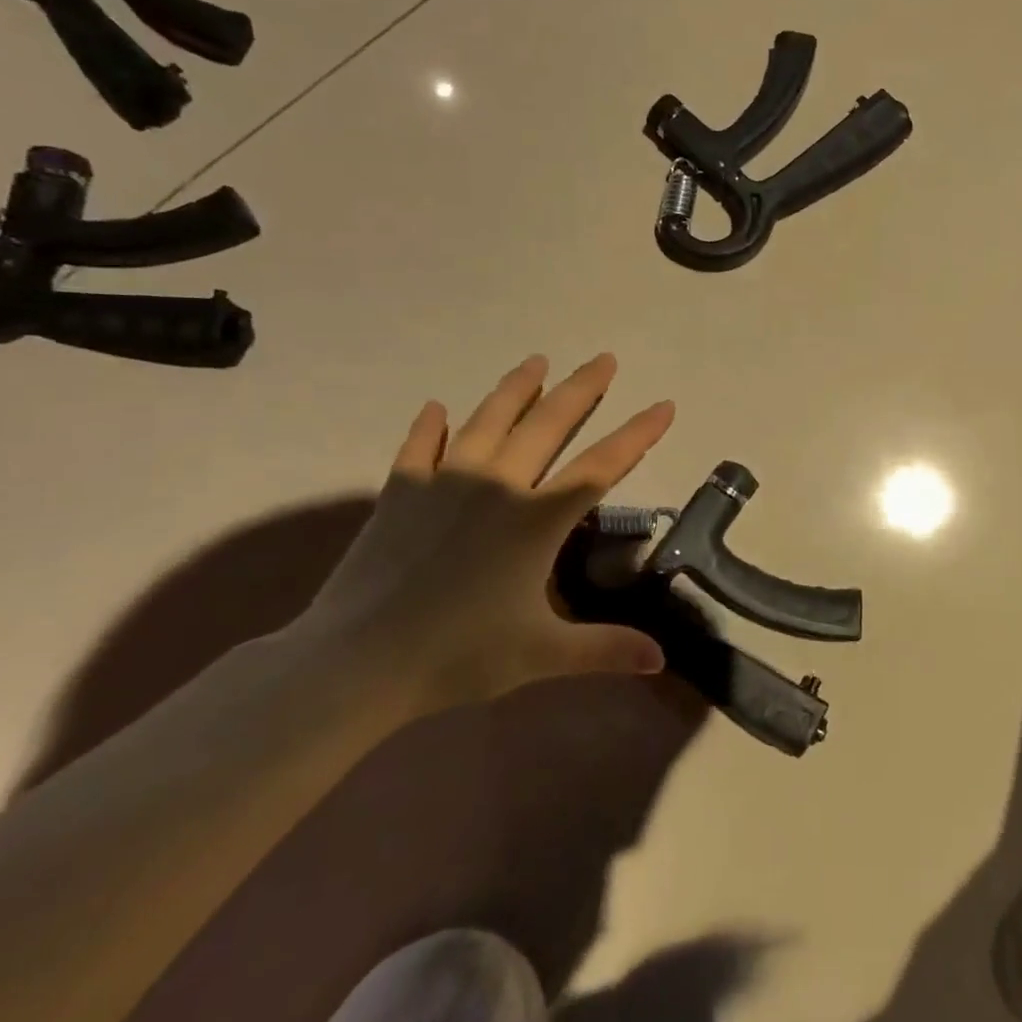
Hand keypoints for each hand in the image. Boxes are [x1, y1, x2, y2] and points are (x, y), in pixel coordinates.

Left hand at [291, 354, 673, 717]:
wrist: (356, 662)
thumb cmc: (458, 655)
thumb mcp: (542, 655)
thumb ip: (605, 649)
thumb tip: (660, 659)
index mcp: (537, 519)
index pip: (602, 466)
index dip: (637, 434)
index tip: (665, 404)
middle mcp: (497, 486)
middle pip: (548, 424)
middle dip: (582, 389)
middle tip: (605, 359)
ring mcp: (444, 483)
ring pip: (488, 421)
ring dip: (516, 389)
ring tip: (536, 361)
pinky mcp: (400, 493)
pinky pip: (419, 448)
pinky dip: (429, 426)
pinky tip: (436, 408)